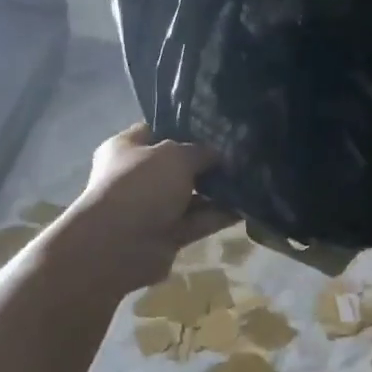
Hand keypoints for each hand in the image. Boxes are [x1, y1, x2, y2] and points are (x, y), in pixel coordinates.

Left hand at [54, 124, 233, 295]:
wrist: (119, 245)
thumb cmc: (141, 186)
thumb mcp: (175, 156)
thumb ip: (200, 151)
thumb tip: (218, 155)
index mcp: (126, 148)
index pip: (156, 130)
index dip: (185, 126)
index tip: (217, 126)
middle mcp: (138, 176)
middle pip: (178, 165)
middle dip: (207, 161)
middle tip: (241, 154)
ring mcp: (152, 208)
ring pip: (191, 195)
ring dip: (218, 190)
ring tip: (252, 178)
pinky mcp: (168, 234)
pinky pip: (198, 221)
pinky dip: (219, 215)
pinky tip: (248, 206)